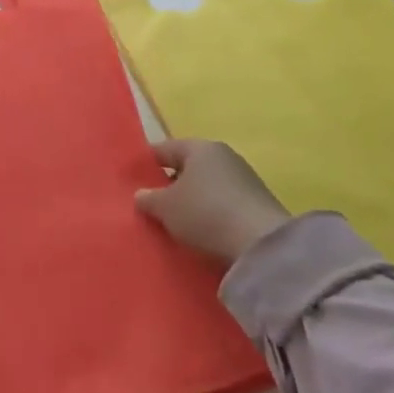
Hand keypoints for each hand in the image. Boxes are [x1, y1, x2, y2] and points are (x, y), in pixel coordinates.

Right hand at [135, 138, 288, 264]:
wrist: (261, 245)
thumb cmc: (204, 213)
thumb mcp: (165, 207)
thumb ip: (148, 198)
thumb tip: (142, 195)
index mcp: (199, 147)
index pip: (164, 149)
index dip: (146, 164)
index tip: (133, 181)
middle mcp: (223, 156)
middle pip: (187, 167)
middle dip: (170, 184)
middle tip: (153, 204)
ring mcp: (244, 179)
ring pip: (206, 187)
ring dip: (192, 201)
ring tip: (176, 222)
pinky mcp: (258, 204)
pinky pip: (224, 204)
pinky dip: (211, 214)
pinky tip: (203, 232)